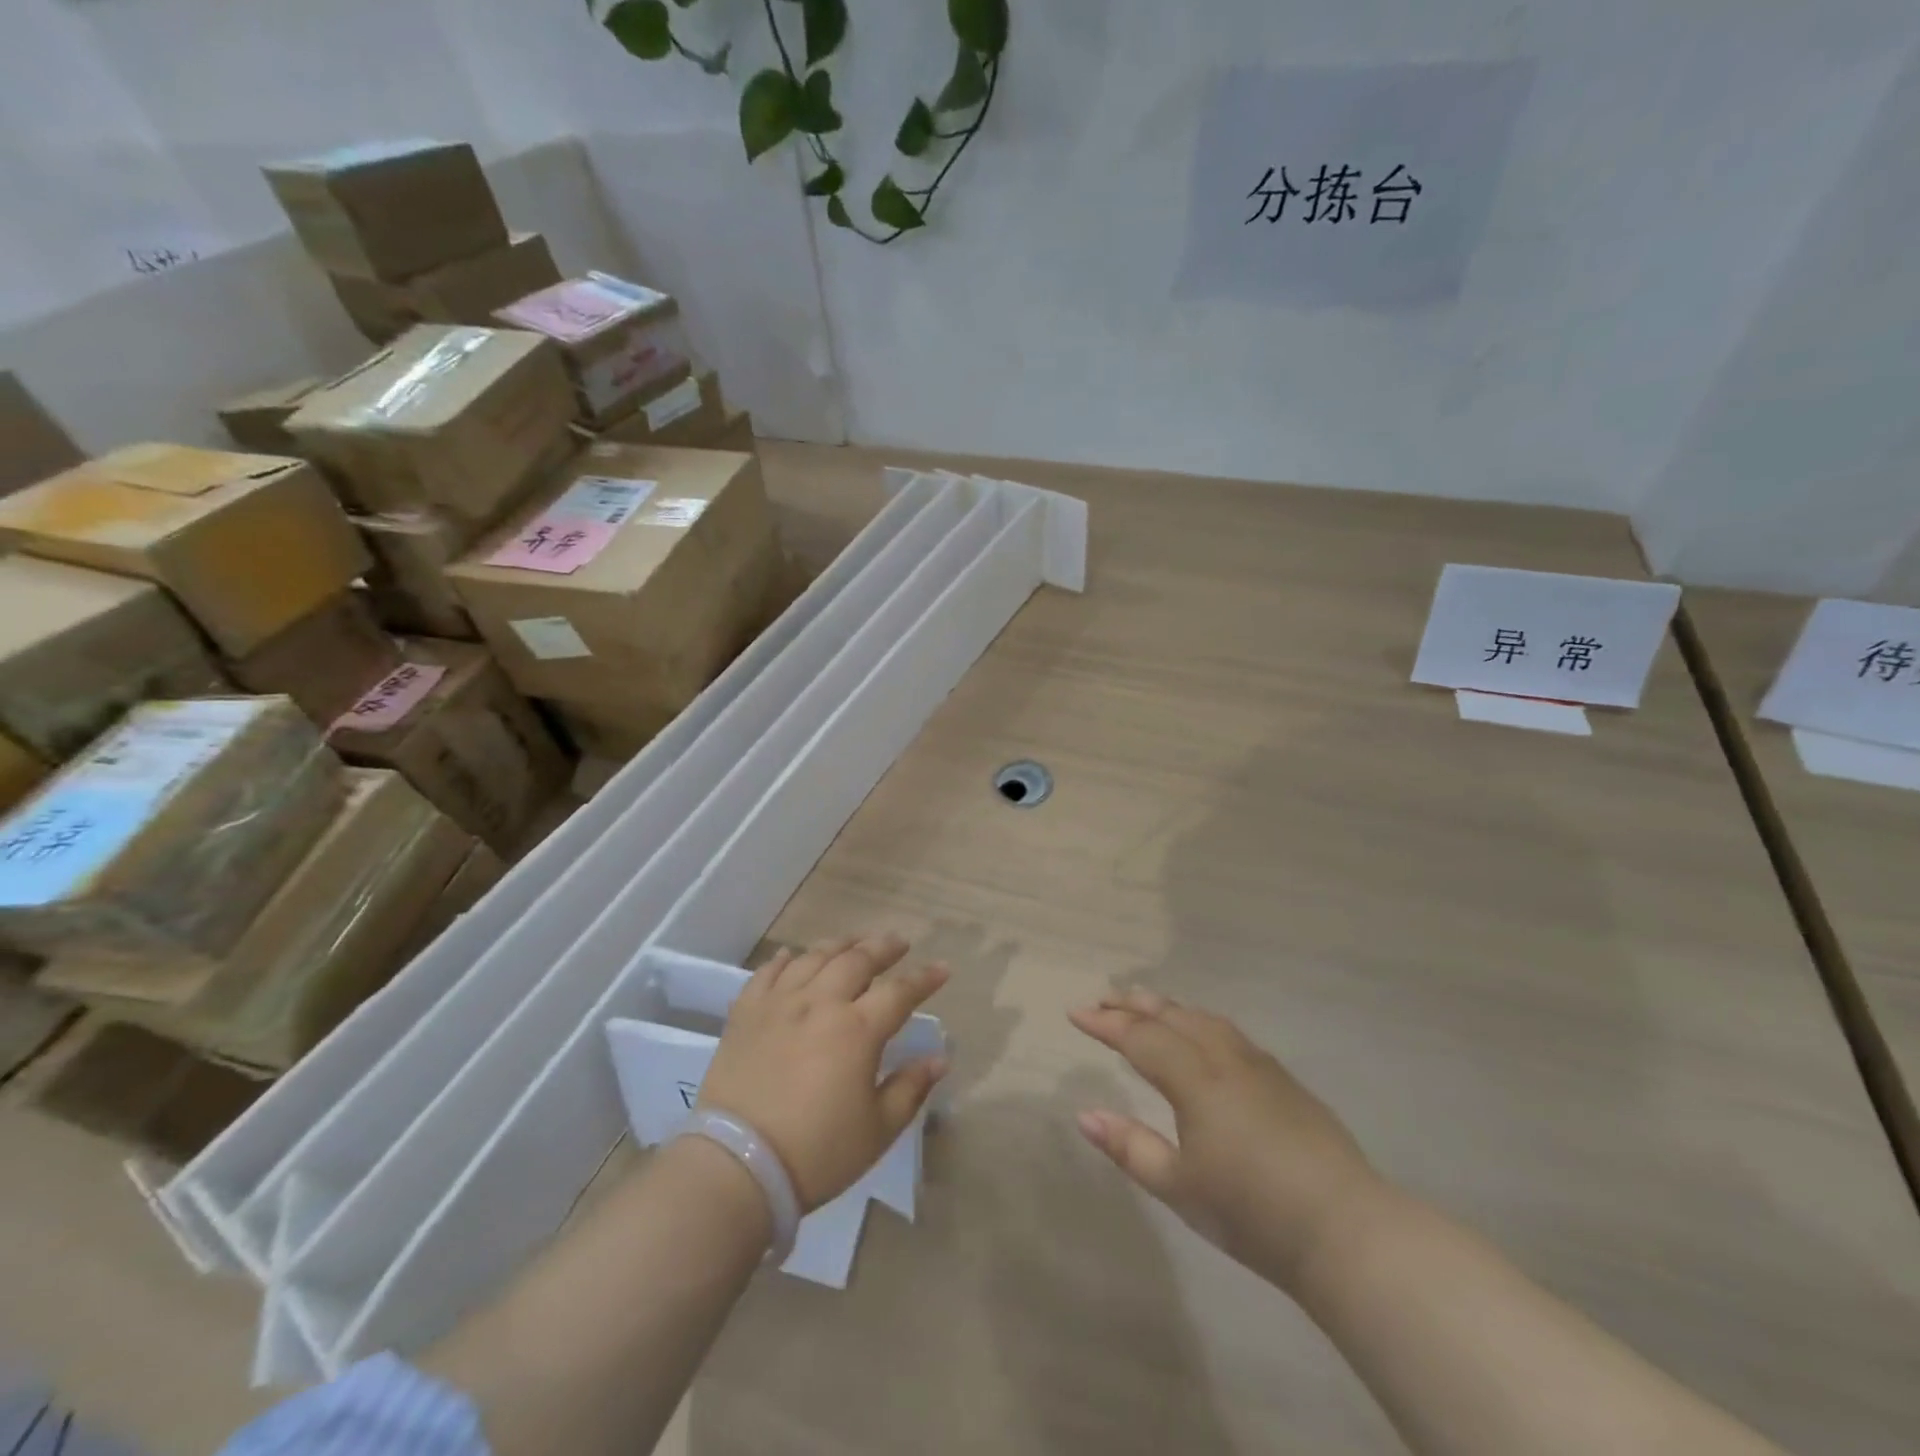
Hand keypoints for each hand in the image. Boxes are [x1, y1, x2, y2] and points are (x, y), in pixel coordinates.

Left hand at [701, 934, 949, 1210]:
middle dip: (883, 947)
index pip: (900, 992)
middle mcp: (820, 1003)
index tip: (942, 968)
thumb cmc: (816, 1153)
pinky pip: (768, 973)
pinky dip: (785, 960)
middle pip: (857, 960)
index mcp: (857, 1030)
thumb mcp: (877, 1130)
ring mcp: (779, 1003)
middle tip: (898, 943)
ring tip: (853, 944)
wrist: (737, 1166)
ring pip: (814, 957)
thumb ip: (911, 1088)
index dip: (925, 978)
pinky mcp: (745, 1013)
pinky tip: (793, 956)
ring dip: (839, 945)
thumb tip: (939, 1058)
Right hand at [1069, 989, 1384, 1292]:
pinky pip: (1229, 1032)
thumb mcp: (1178, 1187)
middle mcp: (1225, 1059)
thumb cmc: (1251, 1213)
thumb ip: (1129, 1147)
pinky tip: (1201, 1032)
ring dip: (1169, 1007)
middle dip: (1133, 1004)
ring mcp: (1259, 1066)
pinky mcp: (1284, 1079)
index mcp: (1195, 1080)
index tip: (1075, 1012)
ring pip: (1204, 1019)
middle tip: (1103, 997)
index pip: (1139, 1038)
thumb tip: (1084, 1115)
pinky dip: (1200, 1021)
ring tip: (1146, 1003)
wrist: (1345, 1231)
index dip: (1105, 1023)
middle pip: (1172, 1017)